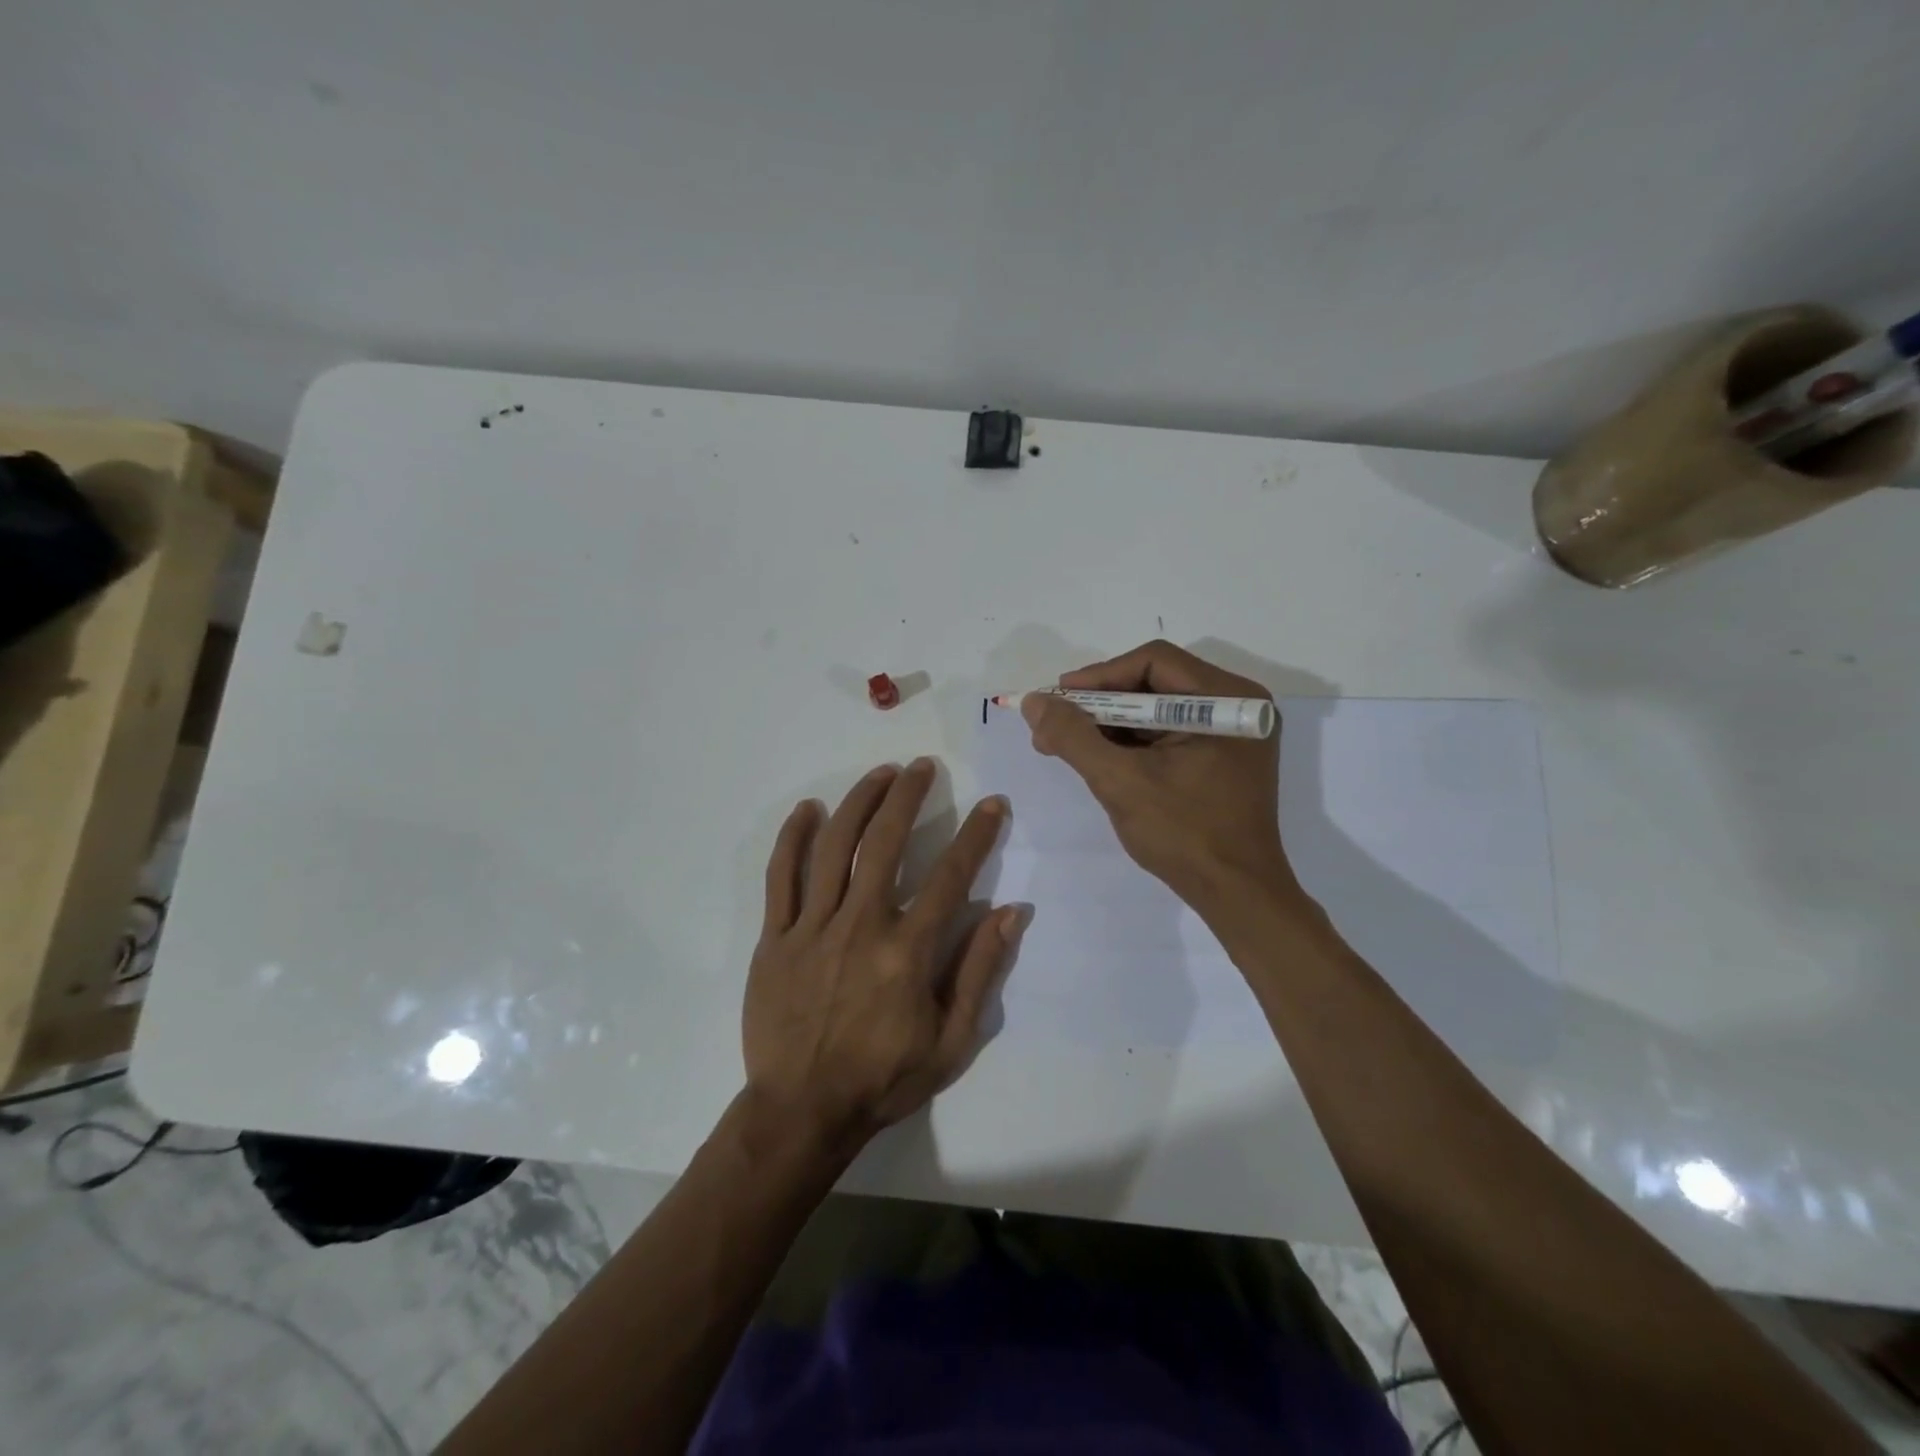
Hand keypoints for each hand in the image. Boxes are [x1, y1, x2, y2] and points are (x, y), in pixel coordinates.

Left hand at [743, 759, 1019, 1155]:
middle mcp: (861, 925)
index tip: (992, 804)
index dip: (977, 835)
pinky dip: (793, 838)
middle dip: (907, 796)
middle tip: (922, 768)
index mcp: (906, 951)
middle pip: (884, 842)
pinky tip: (808, 810)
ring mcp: (812, 928)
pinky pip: (781, 877)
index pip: (951, 876)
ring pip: (834, 847)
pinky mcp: (775, 937)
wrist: (801, 1112)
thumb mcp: (951, 1041)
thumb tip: (1011, 913)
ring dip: (858, 802)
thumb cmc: (883, 1079)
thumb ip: (979, 971)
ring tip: (879, 774)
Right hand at [1022, 640, 1299, 908]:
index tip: (1058, 699)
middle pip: (1154, 683)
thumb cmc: (1185, 835)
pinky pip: (1169, 734)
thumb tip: (1034, 702)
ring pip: (1158, 710)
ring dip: (1110, 725)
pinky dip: (1132, 743)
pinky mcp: (1222, 757)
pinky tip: (1098, 759)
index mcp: (1227, 699)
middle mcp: (1236, 705)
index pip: (1153, 662)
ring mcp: (1232, 733)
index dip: (1099, 677)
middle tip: (1055, 724)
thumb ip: (1073, 737)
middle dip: (1100, 704)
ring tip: (1065, 745)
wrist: (1237, 896)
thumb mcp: (1120, 782)